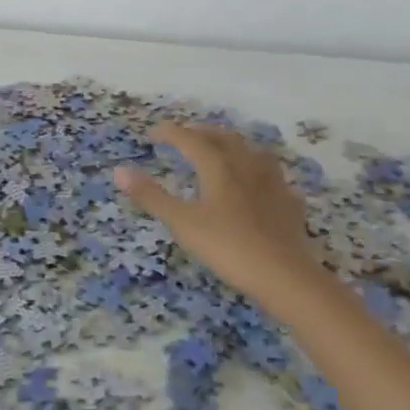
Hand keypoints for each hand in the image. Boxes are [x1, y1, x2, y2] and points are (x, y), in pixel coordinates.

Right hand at [114, 124, 323, 308]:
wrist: (285, 276)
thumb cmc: (228, 247)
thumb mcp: (182, 223)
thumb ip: (151, 196)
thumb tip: (119, 171)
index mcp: (219, 167)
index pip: (192, 140)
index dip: (171, 133)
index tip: (153, 133)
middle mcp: (247, 167)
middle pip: (225, 139)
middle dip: (203, 133)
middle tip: (187, 135)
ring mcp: (273, 185)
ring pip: (253, 153)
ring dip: (235, 146)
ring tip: (225, 151)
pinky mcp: (291, 205)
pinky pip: (275, 180)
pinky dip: (261, 175)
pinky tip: (261, 186)